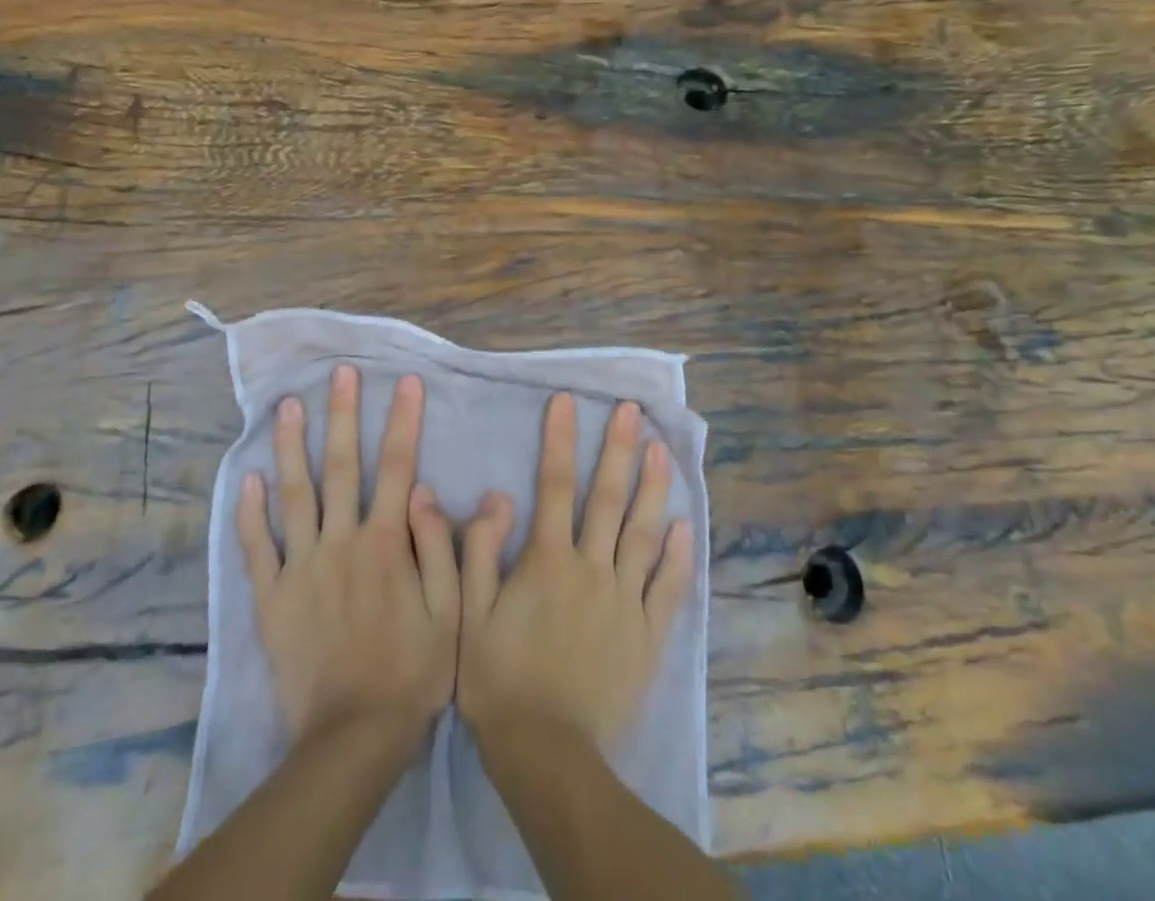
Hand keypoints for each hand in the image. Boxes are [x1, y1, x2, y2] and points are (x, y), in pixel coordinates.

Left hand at [236, 364, 459, 748]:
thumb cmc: (412, 673)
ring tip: (287, 406)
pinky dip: (250, 513)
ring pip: (295, 494)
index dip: (402, 421)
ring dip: (291, 446)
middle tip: (339, 374)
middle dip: (342, 415)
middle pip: (341, 466)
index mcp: (387, 543)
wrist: (352, 738)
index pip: (397, 466)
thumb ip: (439, 548)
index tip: (405, 382)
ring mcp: (302, 566)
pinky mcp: (272, 597)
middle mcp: (342, 541)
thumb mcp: (450, 613)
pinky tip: (247, 478)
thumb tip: (427, 490)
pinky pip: (257, 548)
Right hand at [458, 394, 695, 747]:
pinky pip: (667, 589)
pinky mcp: (647, 636)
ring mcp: (625, 601)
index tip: (565, 401)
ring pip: (643, 533)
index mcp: (548, 560)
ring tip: (662, 450)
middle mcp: (592, 568)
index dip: (560, 439)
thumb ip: (478, 550)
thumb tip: (495, 495)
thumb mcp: (469, 614)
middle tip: (631, 410)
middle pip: (607, 498)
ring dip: (653, 488)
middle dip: (618, 449)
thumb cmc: (499, 679)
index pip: (555, 485)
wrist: (547, 755)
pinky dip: (678, 557)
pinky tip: (685, 527)